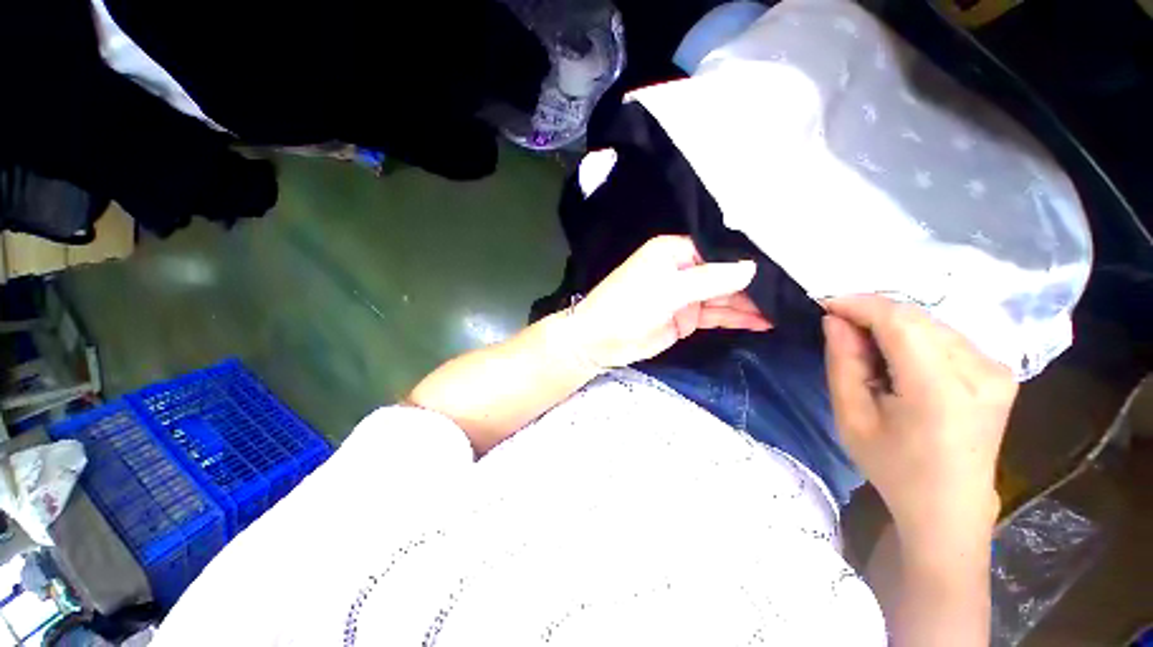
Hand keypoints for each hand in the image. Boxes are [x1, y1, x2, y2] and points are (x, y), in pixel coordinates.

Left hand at [569, 236, 771, 369]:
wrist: (600, 341)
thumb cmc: (628, 306)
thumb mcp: (668, 290)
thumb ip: (710, 279)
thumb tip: (752, 267)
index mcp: (674, 252)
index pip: (719, 250)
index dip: (748, 258)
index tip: (785, 265)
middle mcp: (683, 270)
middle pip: (725, 274)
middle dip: (754, 284)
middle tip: (795, 292)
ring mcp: (685, 295)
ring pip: (723, 297)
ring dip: (751, 304)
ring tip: (787, 310)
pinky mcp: (686, 318)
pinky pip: (716, 315)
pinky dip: (737, 318)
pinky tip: (763, 321)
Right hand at [822, 295, 1017, 540]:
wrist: (948, 505)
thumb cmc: (893, 467)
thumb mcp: (851, 417)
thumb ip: (843, 362)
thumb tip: (836, 321)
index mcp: (941, 390)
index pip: (900, 322)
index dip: (860, 305)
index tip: (826, 304)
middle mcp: (980, 371)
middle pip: (917, 318)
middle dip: (872, 314)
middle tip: (840, 330)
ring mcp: (996, 370)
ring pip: (931, 323)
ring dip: (892, 326)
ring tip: (867, 349)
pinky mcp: (999, 371)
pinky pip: (946, 336)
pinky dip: (913, 337)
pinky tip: (898, 359)